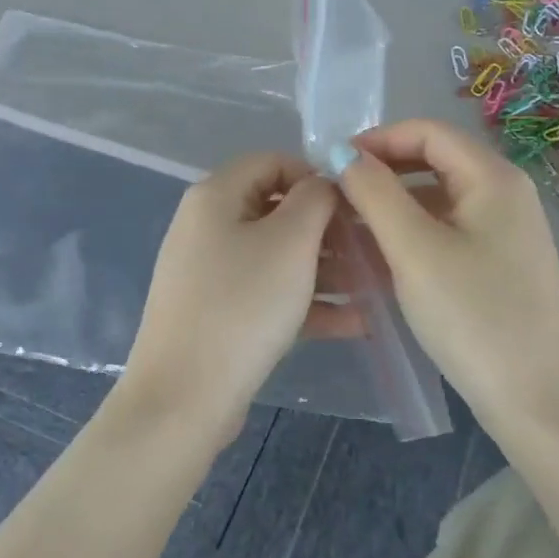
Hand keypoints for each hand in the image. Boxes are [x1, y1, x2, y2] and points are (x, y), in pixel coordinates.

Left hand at [121, 152, 352, 437]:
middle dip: (328, 229)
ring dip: (326, 269)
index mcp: (215, 196)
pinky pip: (268, 294)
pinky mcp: (218, 314)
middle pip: (277, 211)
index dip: (316, 175)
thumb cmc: (242, 305)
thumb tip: (324, 182)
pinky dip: (306, 303)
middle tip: (371, 250)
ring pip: (277, 257)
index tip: (355, 204)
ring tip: (374, 289)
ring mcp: (210, 273)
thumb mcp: (290, 242)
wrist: (185, 396)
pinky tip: (353, 323)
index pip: (272, 162)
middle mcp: (206, 227)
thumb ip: (315, 198)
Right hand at [338, 119, 558, 426]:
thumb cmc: (472, 315)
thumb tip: (340, 153)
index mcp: (493, 178)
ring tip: (350, 228)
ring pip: (438, 198)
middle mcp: (506, 194)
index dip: (377, 139)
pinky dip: (412, 233)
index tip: (331, 164)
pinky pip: (448, 230)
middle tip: (336, 197)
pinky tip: (382, 257)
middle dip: (382, 172)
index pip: (428, 132)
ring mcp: (506, 231)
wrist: (534, 397)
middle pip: (435, 161)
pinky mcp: (500, 263)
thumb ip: (374, 193)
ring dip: (393, 204)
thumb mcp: (414, 250)